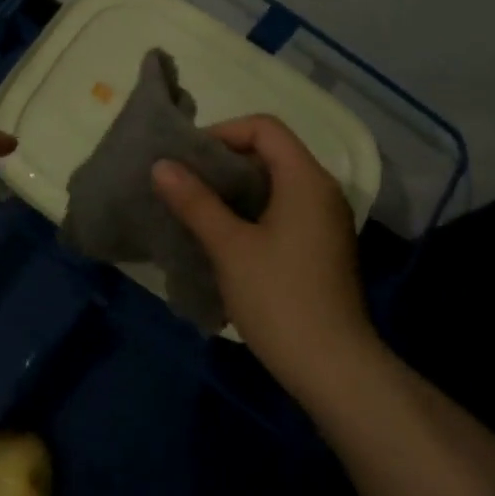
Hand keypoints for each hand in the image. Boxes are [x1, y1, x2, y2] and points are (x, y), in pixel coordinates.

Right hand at [151, 115, 371, 390]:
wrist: (333, 368)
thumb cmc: (279, 298)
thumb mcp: (230, 247)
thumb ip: (195, 201)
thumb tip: (161, 165)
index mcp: (306, 179)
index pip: (265, 127)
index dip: (223, 132)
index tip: (188, 159)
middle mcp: (321, 191)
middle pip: (271, 152)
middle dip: (224, 162)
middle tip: (184, 182)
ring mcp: (325, 221)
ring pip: (275, 184)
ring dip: (235, 189)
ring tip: (196, 208)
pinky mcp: (321, 247)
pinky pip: (283, 210)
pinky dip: (251, 211)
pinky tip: (223, 237)